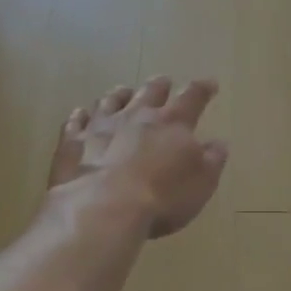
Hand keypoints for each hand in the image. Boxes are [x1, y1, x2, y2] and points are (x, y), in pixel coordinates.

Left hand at [49, 78, 227, 237]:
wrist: (103, 209)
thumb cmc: (162, 197)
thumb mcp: (202, 183)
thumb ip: (212, 160)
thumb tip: (218, 143)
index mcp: (172, 123)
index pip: (192, 97)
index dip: (202, 89)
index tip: (210, 84)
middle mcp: (137, 116)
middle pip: (150, 92)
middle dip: (159, 85)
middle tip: (164, 81)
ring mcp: (101, 125)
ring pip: (111, 101)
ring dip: (120, 95)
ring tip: (123, 92)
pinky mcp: (73, 141)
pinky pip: (76, 121)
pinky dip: (81, 116)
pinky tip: (81, 114)